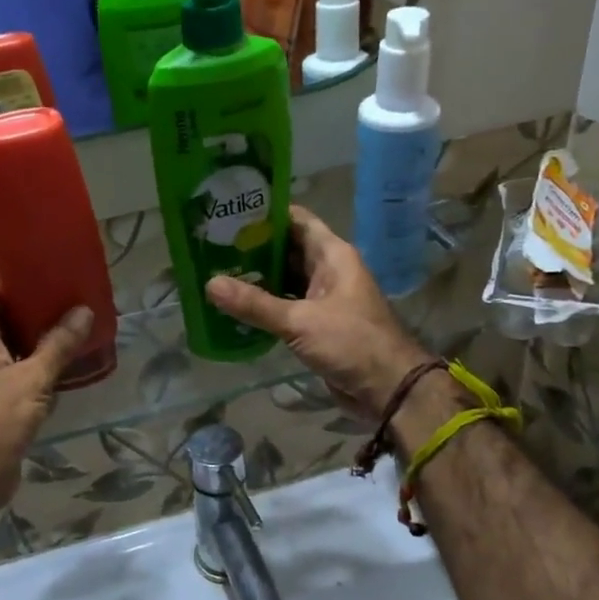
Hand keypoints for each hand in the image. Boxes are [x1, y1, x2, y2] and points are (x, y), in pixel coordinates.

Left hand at [0, 269, 93, 513]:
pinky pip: (24, 366)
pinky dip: (46, 358)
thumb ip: (58, 345)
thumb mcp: (30, 380)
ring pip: (18, 339)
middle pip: (6, 309)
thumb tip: (85, 311)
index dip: (17, 266)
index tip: (51, 256)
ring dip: (46, 330)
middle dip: (40, 298)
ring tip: (83, 315)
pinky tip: (76, 355)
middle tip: (78, 286)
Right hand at [206, 206, 429, 419]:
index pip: (295, 220)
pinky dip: (264, 305)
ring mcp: (323, 298)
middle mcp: (328, 270)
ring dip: (256, 278)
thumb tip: (209, 284)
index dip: (264, 213)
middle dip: (252, 248)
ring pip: (284, 279)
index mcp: (332, 255)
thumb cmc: (352, 342)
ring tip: (215, 272)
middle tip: (210, 245)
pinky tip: (234, 307)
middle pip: (286, 249)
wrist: (389, 388)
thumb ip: (255, 304)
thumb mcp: (300, 321)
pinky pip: (286, 306)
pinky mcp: (318, 324)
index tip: (228, 211)